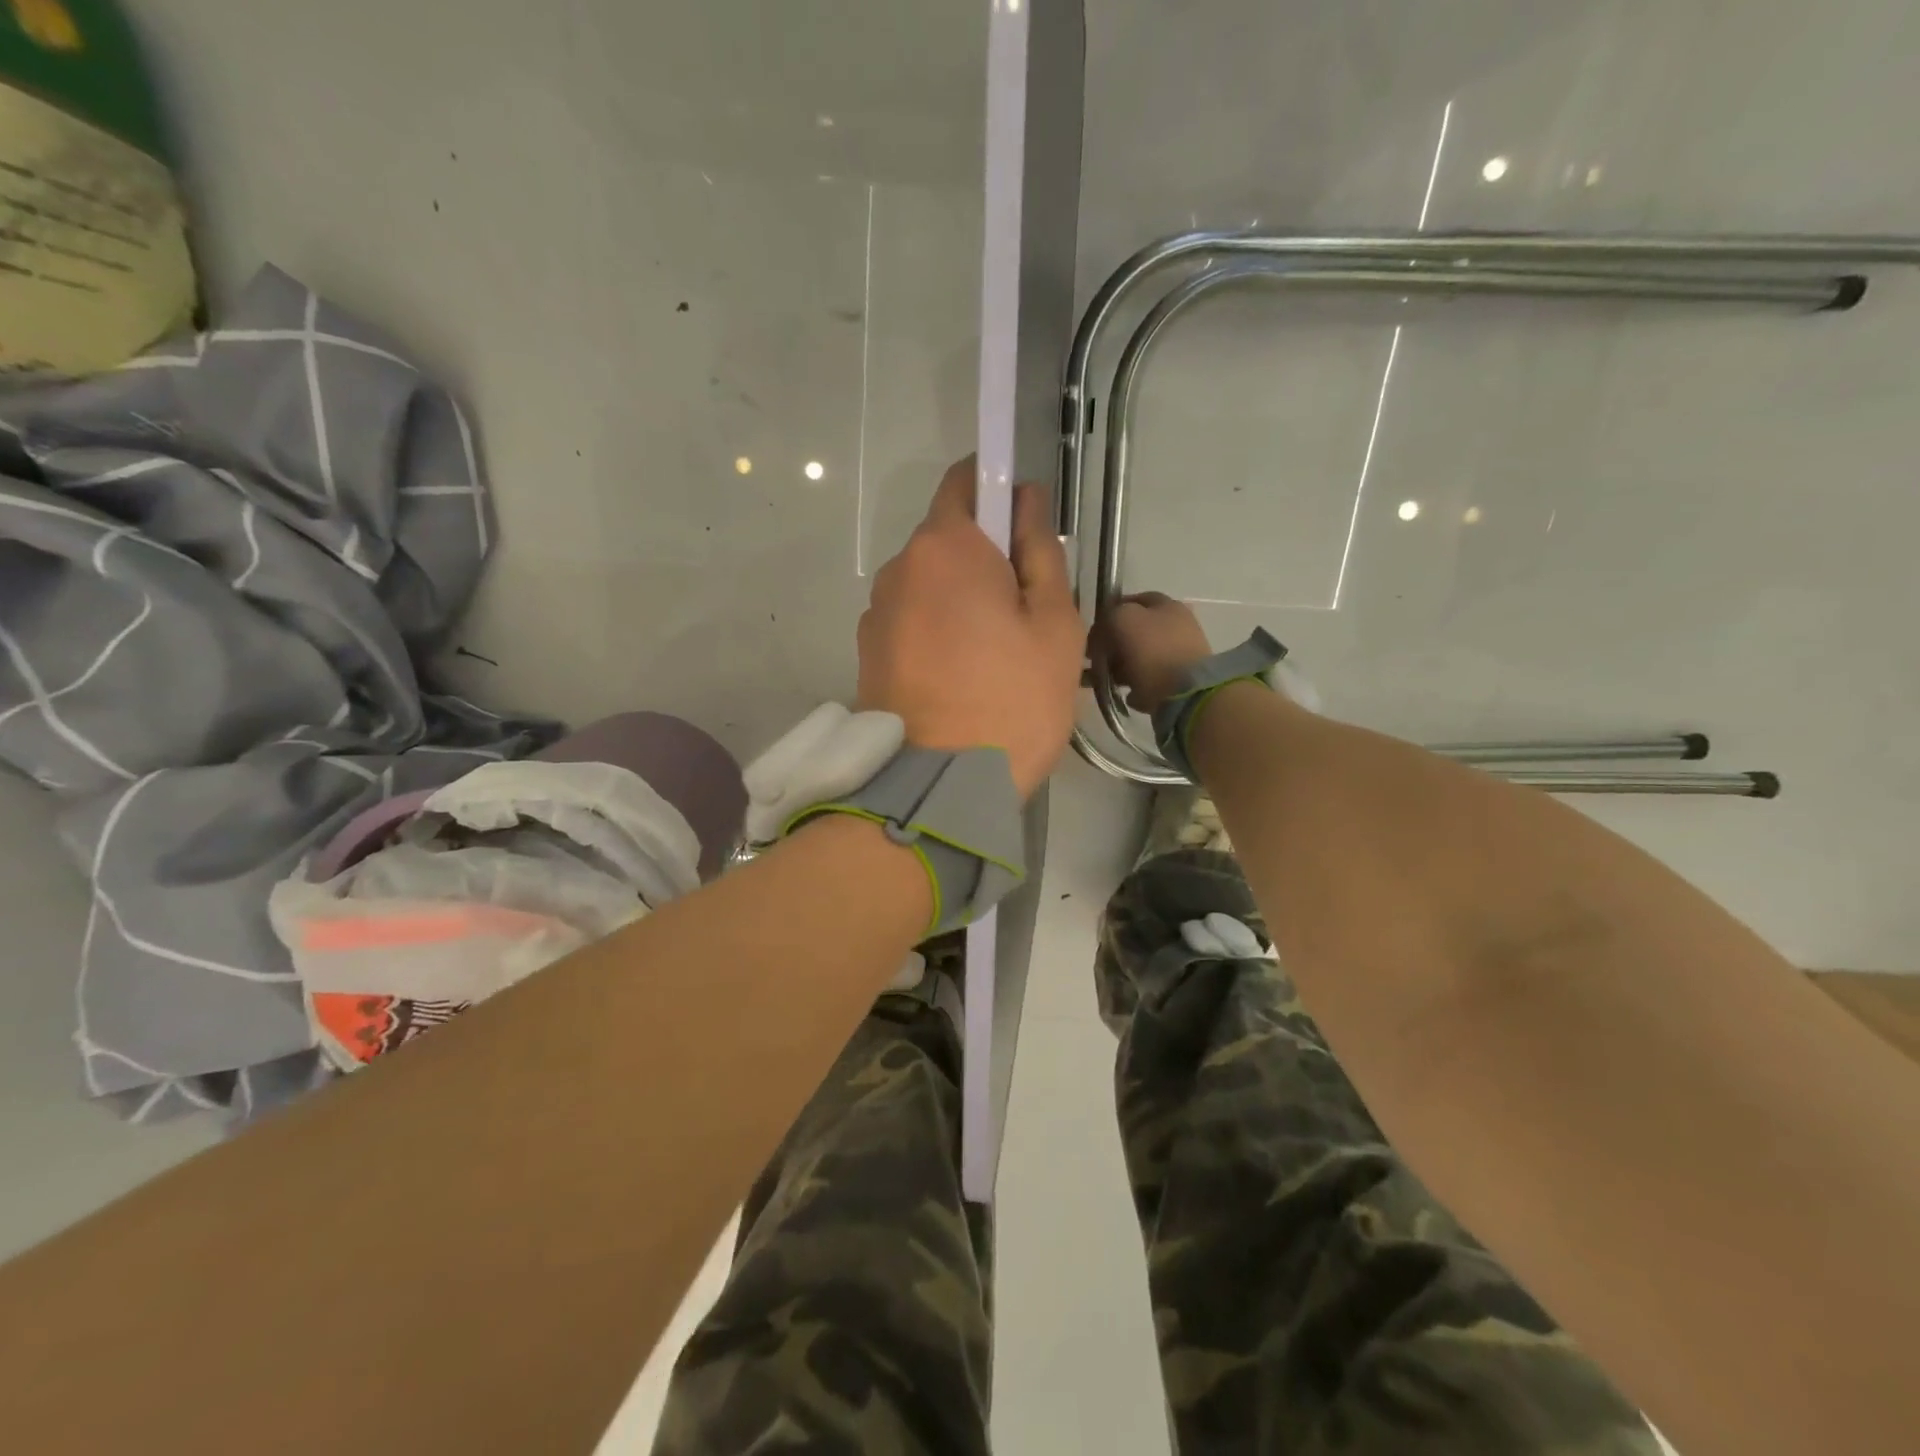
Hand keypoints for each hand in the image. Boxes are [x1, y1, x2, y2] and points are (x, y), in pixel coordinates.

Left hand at [859, 458, 1085, 797]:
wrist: (940, 788)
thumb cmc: (1013, 699)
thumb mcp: (1054, 623)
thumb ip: (1040, 550)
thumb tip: (1026, 499)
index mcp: (944, 547)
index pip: (965, 481)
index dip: (998, 487)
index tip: (1025, 524)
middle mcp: (897, 570)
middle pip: (946, 540)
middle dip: (985, 558)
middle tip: (1025, 612)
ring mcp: (875, 615)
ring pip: (928, 586)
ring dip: (960, 600)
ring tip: (994, 657)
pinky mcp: (867, 655)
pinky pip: (911, 622)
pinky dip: (937, 633)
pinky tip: (962, 678)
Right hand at [1098, 592, 1214, 714]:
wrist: (1185, 693)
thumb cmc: (1152, 651)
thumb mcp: (1122, 620)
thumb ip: (1109, 617)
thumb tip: (1104, 631)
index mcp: (1166, 605)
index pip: (1131, 601)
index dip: (1109, 616)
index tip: (1094, 636)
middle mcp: (1177, 625)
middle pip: (1135, 631)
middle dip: (1113, 646)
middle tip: (1097, 661)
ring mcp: (1181, 654)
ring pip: (1141, 657)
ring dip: (1122, 668)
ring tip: (1110, 681)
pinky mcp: (1182, 681)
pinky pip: (1151, 680)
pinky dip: (1138, 685)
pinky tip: (1130, 693)